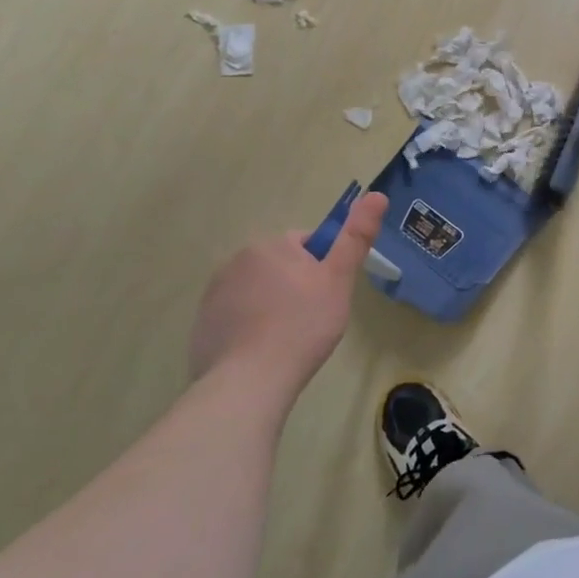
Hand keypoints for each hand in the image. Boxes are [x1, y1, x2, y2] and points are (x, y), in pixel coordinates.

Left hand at [188, 192, 388, 398]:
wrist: (249, 382)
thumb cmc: (302, 325)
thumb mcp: (338, 279)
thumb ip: (356, 236)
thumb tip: (377, 194)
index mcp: (270, 245)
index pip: (305, 245)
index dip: (322, 269)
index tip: (326, 297)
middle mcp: (236, 261)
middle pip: (279, 267)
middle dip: (295, 287)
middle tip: (311, 319)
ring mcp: (213, 295)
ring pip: (257, 292)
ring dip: (271, 306)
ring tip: (287, 340)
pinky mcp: (201, 326)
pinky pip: (235, 318)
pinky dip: (248, 329)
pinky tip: (261, 353)